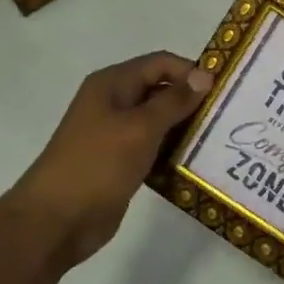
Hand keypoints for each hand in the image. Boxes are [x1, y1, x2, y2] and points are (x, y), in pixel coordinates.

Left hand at [4, 51, 214, 269]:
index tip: (223, 90)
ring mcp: (115, 132)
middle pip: (160, 89)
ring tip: (217, 138)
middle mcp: (113, 102)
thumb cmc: (98, 165)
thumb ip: (174, 101)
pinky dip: (172, 149)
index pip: (160, 63)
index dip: (191, 71)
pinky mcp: (120, 160)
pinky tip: (195, 161)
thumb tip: (205, 75)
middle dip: (191, 99)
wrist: (56, 220)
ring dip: (185, 127)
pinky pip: (153, 146)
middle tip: (226, 116)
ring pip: (158, 120)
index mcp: (112, 84)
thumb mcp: (140, 128)